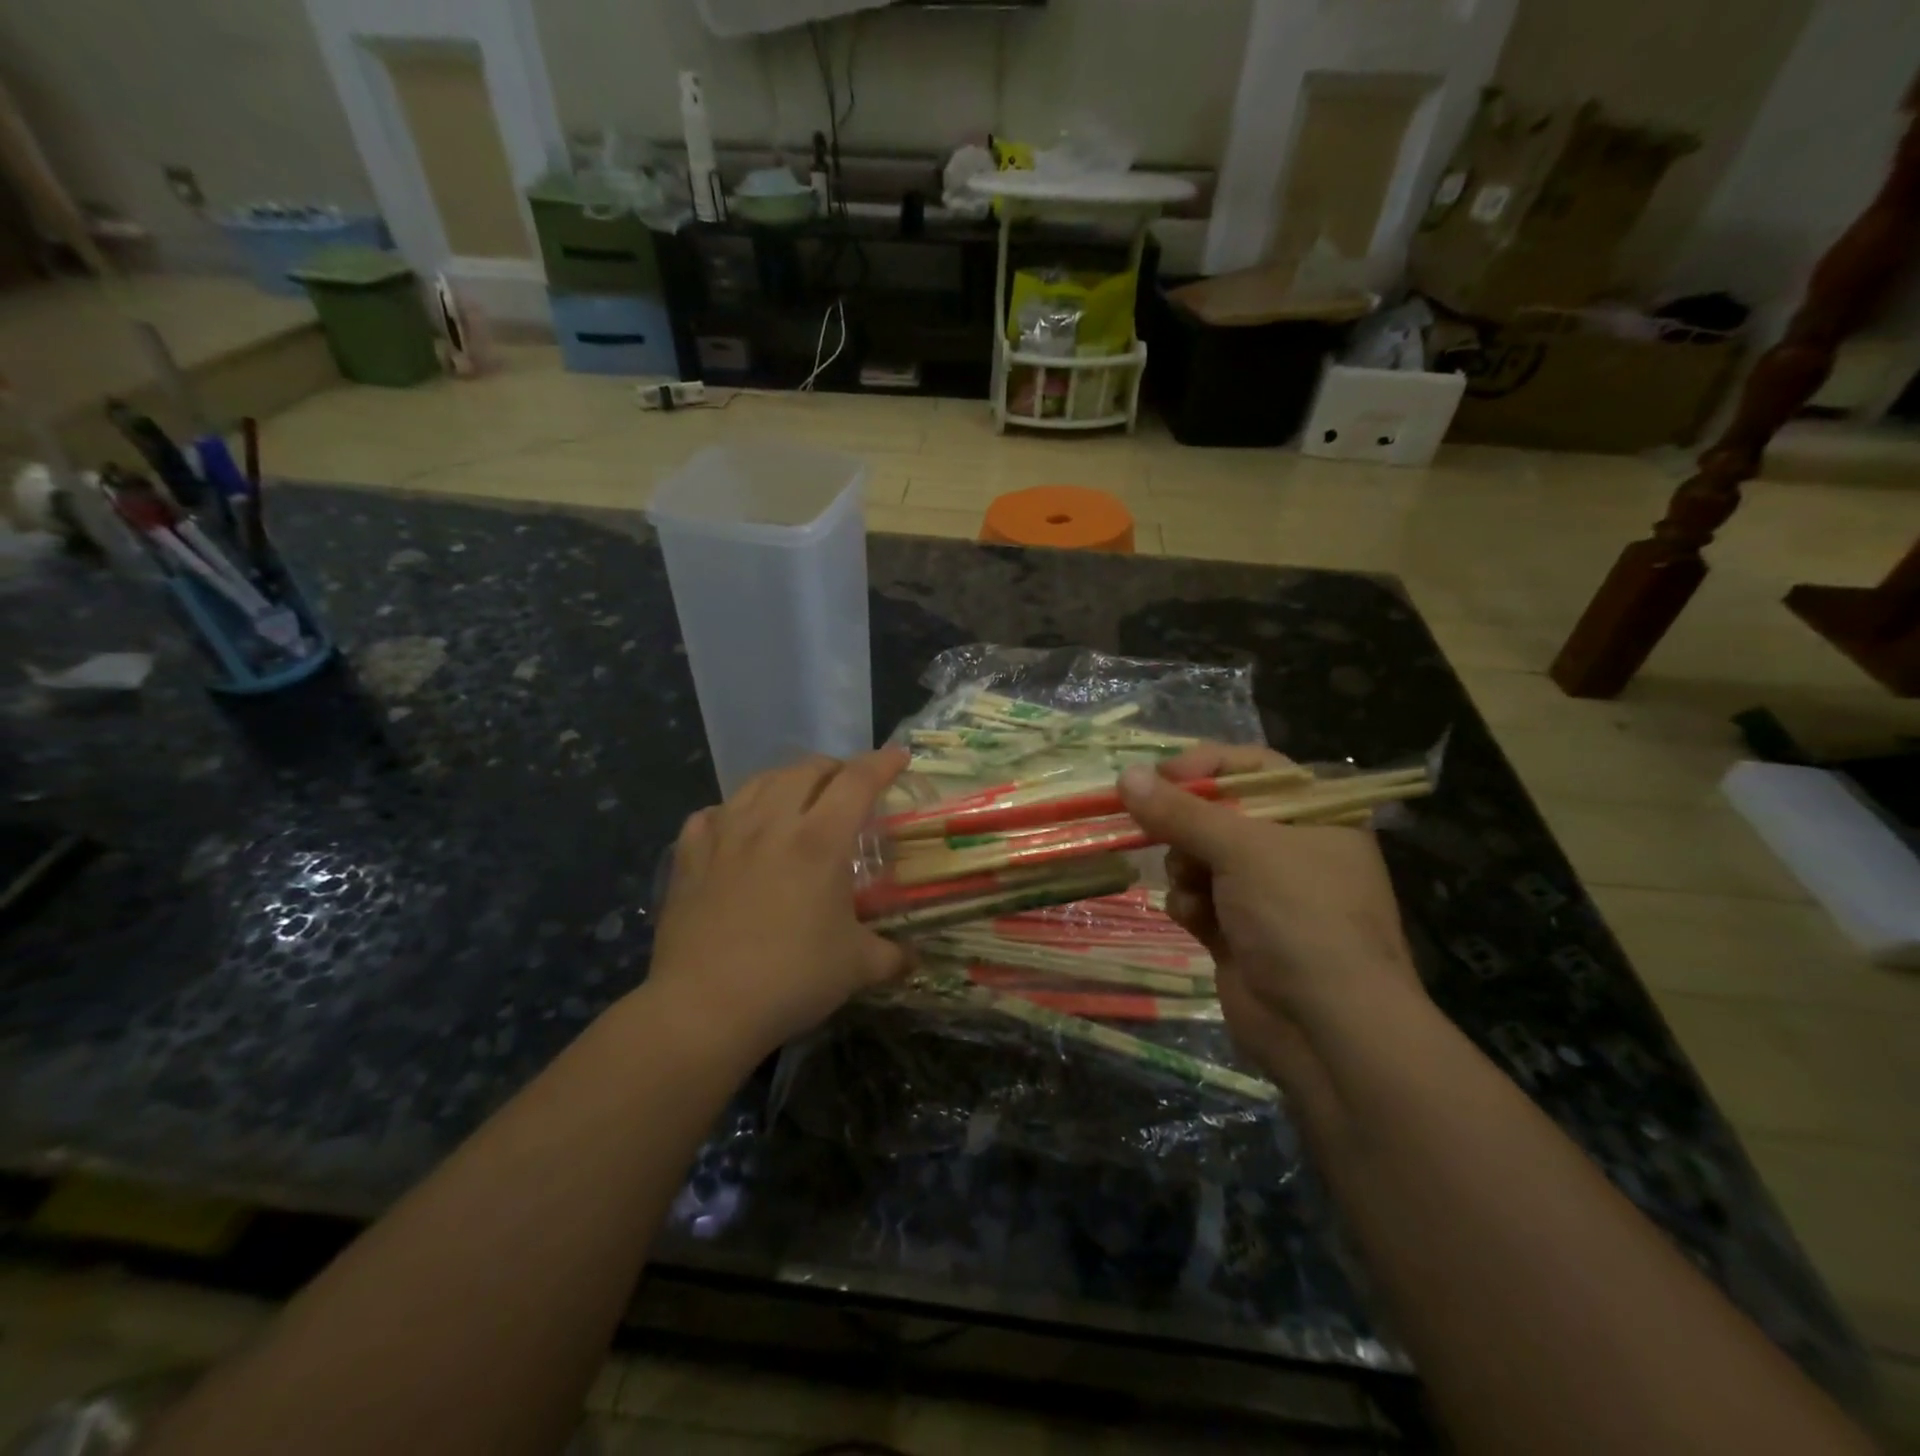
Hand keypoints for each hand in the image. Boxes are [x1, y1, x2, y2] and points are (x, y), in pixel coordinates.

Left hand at [647, 749, 910, 1060]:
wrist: (704, 1008)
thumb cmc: (791, 980)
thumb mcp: (856, 967)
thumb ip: (892, 956)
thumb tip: (914, 958)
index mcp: (819, 841)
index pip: (857, 781)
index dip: (883, 762)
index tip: (900, 757)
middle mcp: (772, 824)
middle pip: (807, 769)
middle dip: (835, 768)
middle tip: (849, 787)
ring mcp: (725, 836)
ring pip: (758, 782)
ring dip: (786, 780)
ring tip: (797, 798)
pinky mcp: (689, 857)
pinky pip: (712, 814)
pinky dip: (732, 812)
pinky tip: (736, 828)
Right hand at [1117, 745, 1421, 1087]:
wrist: (1327, 1028)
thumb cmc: (1299, 916)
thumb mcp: (1242, 849)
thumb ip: (1179, 811)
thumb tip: (1125, 775)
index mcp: (1314, 814)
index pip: (1251, 767)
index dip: (1203, 767)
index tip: (1156, 779)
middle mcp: (1291, 847)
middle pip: (1217, 813)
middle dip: (1186, 827)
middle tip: (1161, 833)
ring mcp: (1265, 893)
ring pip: (1199, 856)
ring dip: (1185, 869)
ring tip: (1193, 887)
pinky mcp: (1239, 931)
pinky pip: (1198, 899)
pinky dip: (1191, 906)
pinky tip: (1197, 921)